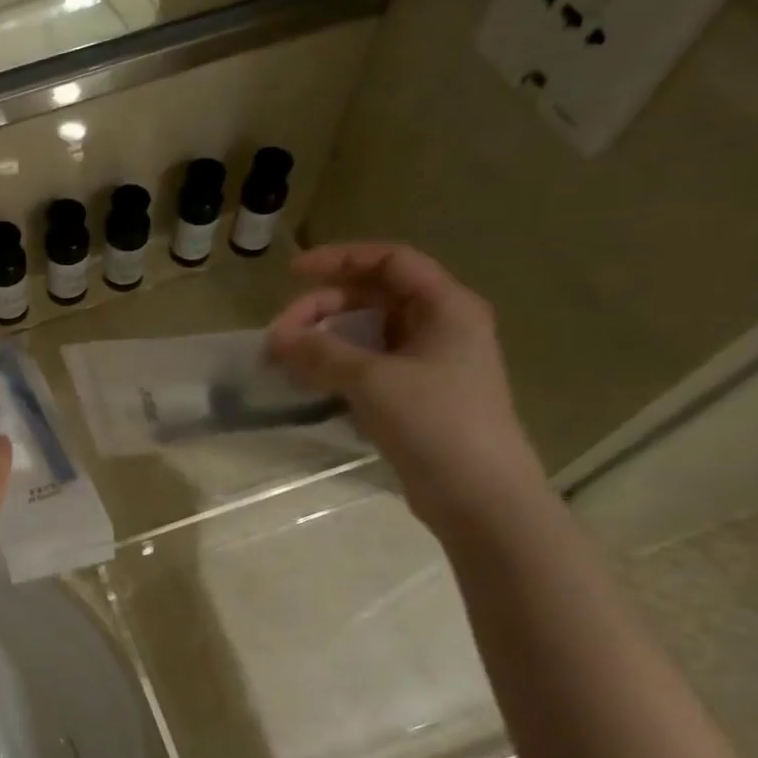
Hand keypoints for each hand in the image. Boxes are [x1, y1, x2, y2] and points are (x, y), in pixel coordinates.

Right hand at [265, 243, 544, 527]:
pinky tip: (308, 381)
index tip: (293, 273)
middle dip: (322, 309)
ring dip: (324, 339)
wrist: (481, 497)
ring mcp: (429, 363)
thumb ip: (321, 352)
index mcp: (445, 306)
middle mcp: (440, 326)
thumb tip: (276, 337)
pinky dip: (336, 366)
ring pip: (367, 333)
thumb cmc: (436, 423)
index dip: (339, 259)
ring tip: (286, 358)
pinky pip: (368, 365)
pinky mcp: (416, 395)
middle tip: (280, 335)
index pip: (389, 260)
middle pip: (372, 297)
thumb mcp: (373, 380)